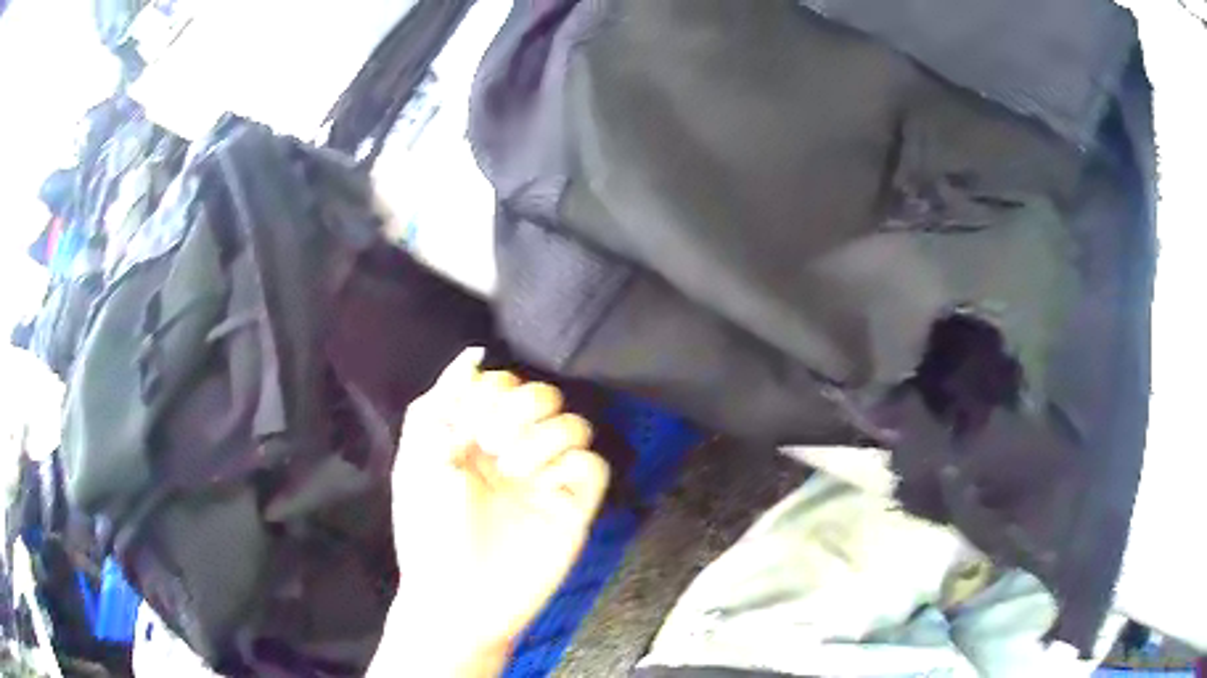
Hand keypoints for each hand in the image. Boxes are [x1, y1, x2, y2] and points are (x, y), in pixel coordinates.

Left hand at [379, 349, 610, 674]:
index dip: (489, 390)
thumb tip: (473, 354)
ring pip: (573, 422)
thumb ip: (440, 402)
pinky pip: (594, 464)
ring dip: (541, 433)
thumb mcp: (417, 459)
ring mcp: (547, 480)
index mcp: (476, 439)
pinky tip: (541, 481)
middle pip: (541, 394)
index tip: (467, 423)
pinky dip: (572, 461)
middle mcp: (515, 453)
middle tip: (487, 442)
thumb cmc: (428, 530)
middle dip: (515, 406)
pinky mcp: (574, 507)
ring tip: (509, 467)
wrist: (457, 598)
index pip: (501, 384)